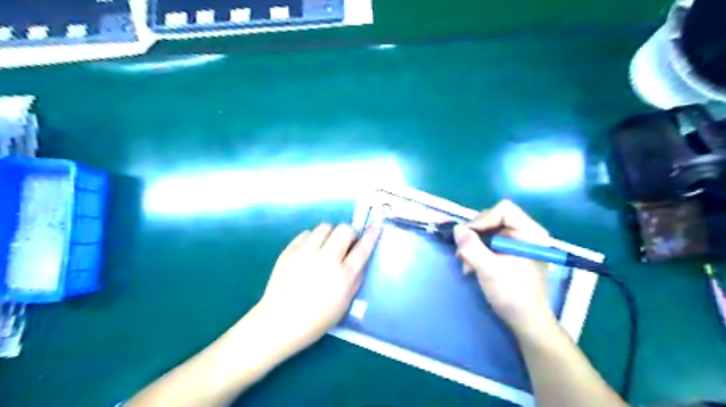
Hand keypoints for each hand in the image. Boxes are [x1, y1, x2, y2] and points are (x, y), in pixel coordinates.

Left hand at [254, 224, 380, 354]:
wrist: (279, 321)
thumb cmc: (316, 319)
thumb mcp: (345, 303)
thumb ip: (356, 278)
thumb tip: (360, 259)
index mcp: (343, 276)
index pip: (362, 248)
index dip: (371, 235)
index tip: (375, 227)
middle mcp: (326, 259)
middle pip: (344, 229)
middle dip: (349, 233)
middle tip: (346, 243)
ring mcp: (306, 253)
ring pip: (325, 226)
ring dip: (330, 234)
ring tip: (326, 246)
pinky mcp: (289, 250)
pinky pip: (307, 233)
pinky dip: (313, 238)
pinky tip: (310, 251)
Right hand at [452, 200, 557, 337]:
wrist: (526, 321)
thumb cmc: (512, 294)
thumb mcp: (489, 269)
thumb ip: (471, 247)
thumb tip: (456, 228)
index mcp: (530, 232)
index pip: (503, 209)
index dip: (483, 220)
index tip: (469, 237)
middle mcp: (525, 233)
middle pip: (493, 219)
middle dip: (474, 235)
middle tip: (463, 254)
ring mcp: (518, 242)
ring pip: (488, 231)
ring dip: (472, 245)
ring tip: (466, 264)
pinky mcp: (510, 252)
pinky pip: (489, 242)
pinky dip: (477, 251)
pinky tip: (471, 266)